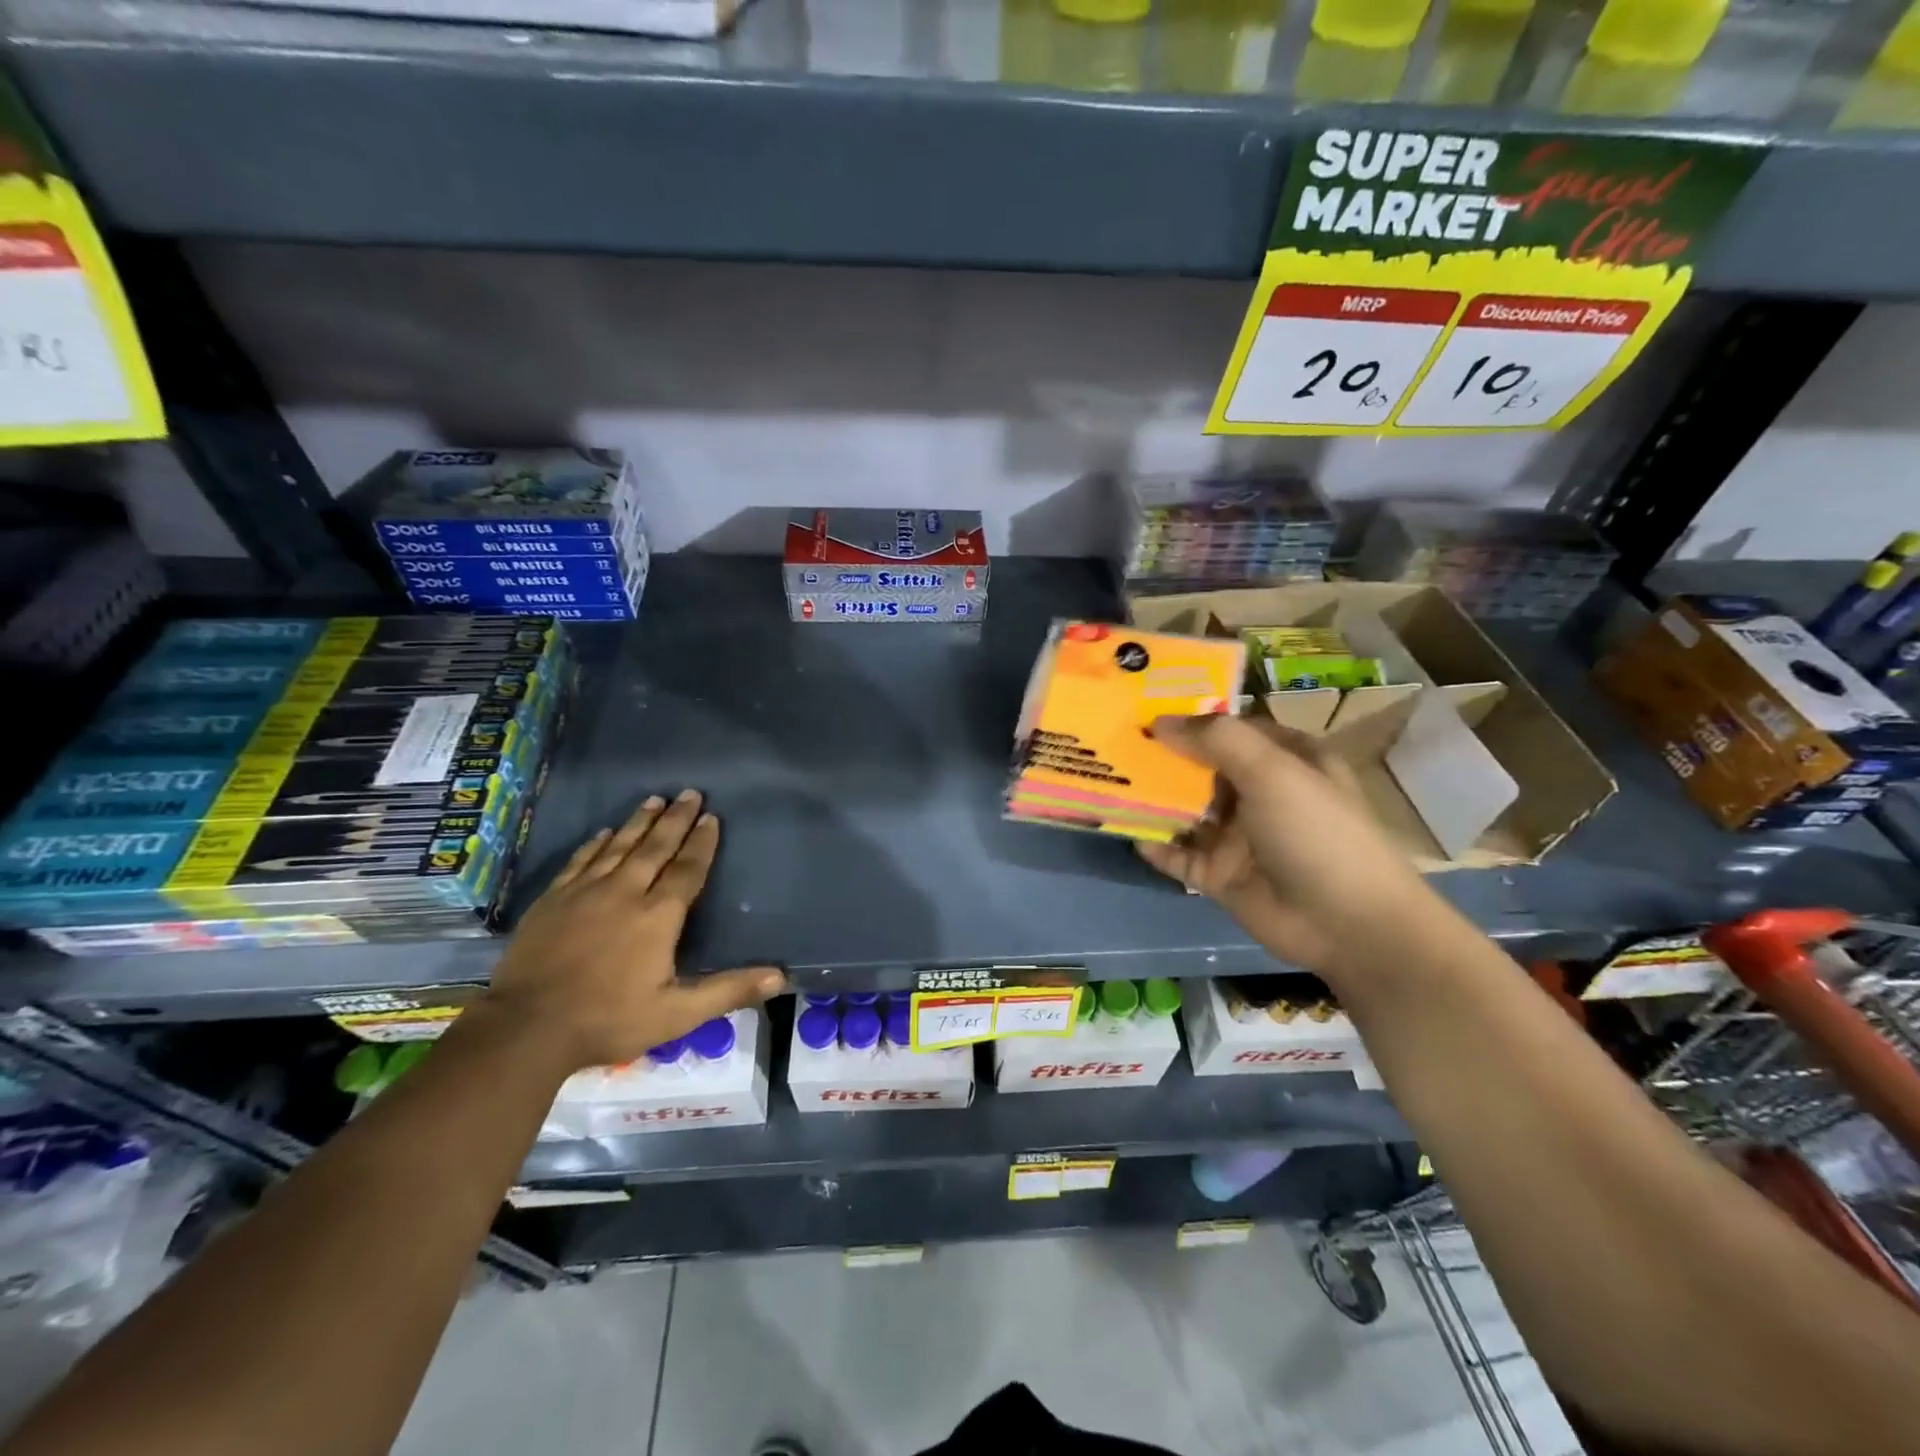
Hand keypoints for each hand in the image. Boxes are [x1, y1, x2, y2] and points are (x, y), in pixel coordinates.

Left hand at [482, 790, 783, 1072]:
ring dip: (639, 822)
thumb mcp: (677, 1014)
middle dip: (676, 819)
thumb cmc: (609, 1020)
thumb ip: (728, 991)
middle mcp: (625, 892)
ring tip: (654, 799)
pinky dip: (595, 844)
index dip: (702, 843)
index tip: (712, 817)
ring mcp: (584, 893)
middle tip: (690, 793)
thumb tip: (780, 976)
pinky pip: (580, 860)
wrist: (525, 1029)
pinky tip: (603, 833)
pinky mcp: (553, 900)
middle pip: (655, 847)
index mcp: (658, 916)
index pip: (687, 869)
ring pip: (618, 846)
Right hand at [1137, 714, 1440, 975]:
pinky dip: (1155, 845)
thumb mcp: (1272, 770)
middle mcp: (1260, 793)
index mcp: (1284, 759)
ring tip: (1108, 782)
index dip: (1191, 718)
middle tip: (1112, 741)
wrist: (1348, 924)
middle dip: (1162, 757)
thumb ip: (1216, 739)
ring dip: (1152, 799)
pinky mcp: (1221, 875)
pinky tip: (1128, 832)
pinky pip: (1179, 855)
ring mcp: (1239, 836)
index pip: (1230, 728)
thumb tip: (1159, 722)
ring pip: (1186, 811)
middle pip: (1202, 768)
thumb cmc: (1315, 832)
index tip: (1142, 708)